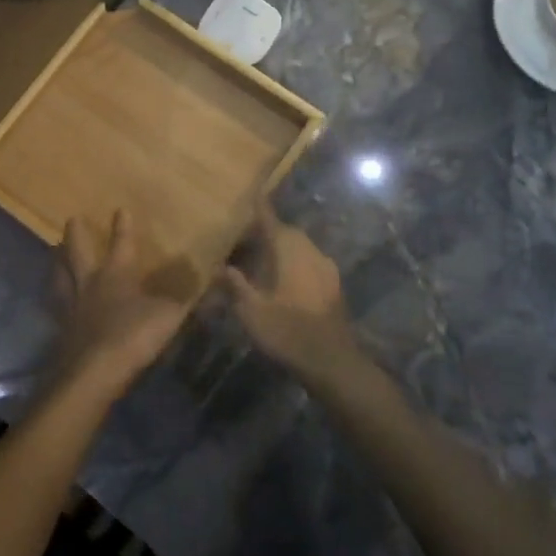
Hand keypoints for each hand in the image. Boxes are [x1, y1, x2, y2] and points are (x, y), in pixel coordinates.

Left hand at [52, 210, 188, 399]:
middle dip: (76, 234)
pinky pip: (56, 307)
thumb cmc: (133, 336)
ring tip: (54, 253)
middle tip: (71, 219)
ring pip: (60, 275)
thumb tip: (214, 277)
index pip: (121, 244)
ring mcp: (71, 306)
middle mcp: (89, 283)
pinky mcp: (61, 330)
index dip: (123, 227)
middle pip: (77, 252)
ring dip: (57, 262)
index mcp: (116, 274)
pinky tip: (56, 301)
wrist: (93, 372)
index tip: (120, 210)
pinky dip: (55, 299)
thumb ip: (187, 297)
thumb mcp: (169, 315)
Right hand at [222, 204, 363, 384]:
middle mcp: (310, 252)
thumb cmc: (287, 331)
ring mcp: (326, 268)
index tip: (254, 195)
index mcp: (289, 251)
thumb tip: (222, 267)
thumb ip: (237, 285)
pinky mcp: (334, 285)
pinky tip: (285, 277)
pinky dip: (297, 262)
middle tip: (250, 235)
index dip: (261, 209)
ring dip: (285, 247)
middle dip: (271, 230)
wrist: (332, 361)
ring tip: (264, 257)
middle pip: (289, 232)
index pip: (271, 222)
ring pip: (302, 247)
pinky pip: (311, 261)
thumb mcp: (252, 310)